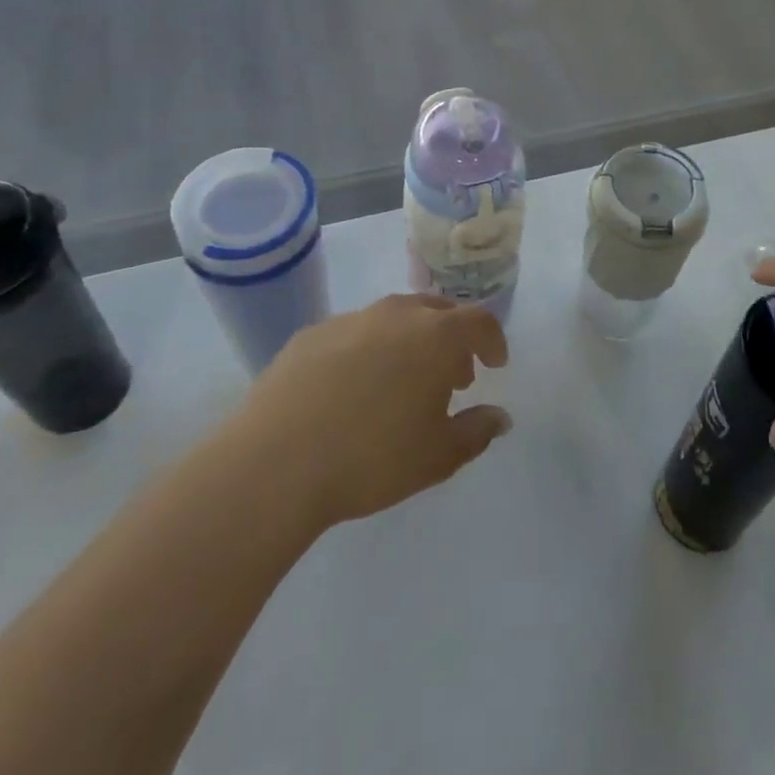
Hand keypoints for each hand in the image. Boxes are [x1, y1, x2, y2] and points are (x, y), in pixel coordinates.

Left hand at [240, 294, 510, 526]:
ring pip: (394, 318)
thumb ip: (477, 431)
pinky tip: (351, 389)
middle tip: (452, 375)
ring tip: (402, 382)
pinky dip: (367, 351)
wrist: (275, 463)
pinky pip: (353, 334)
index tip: (495, 364)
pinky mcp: (311, 335)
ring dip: (409, 341)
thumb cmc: (372, 458)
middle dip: (452, 339)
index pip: (479, 322)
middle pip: (437, 311)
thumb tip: (500, 417)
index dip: (493, 341)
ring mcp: (350, 320)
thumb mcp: (438, 456)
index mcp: (436, 336)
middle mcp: (397, 314)